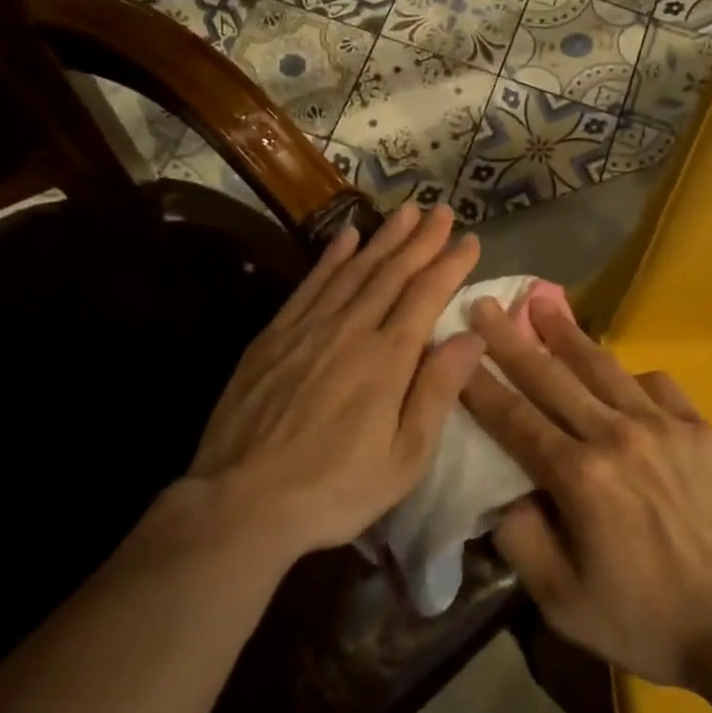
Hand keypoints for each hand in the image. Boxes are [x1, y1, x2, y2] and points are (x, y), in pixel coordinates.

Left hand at [189, 204, 485, 562]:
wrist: (240, 502)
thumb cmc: (334, 489)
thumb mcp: (404, 458)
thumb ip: (438, 391)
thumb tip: (471, 336)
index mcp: (388, 359)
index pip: (426, 296)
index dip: (450, 264)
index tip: (470, 240)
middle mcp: (351, 329)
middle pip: (392, 273)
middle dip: (421, 239)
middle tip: (443, 210)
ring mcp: (308, 328)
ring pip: (354, 270)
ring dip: (383, 238)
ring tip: (406, 212)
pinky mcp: (274, 335)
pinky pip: (310, 284)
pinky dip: (332, 257)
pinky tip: (346, 237)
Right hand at [462, 298, 711, 692]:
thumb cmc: (647, 619)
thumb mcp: (563, 603)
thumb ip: (521, 541)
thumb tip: (500, 495)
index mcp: (578, 477)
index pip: (515, 418)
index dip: (481, 384)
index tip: (456, 349)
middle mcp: (615, 435)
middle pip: (551, 377)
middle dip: (511, 339)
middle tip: (485, 304)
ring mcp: (661, 425)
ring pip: (602, 367)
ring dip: (566, 333)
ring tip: (542, 302)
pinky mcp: (697, 427)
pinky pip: (656, 384)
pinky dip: (629, 374)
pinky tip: (618, 374)